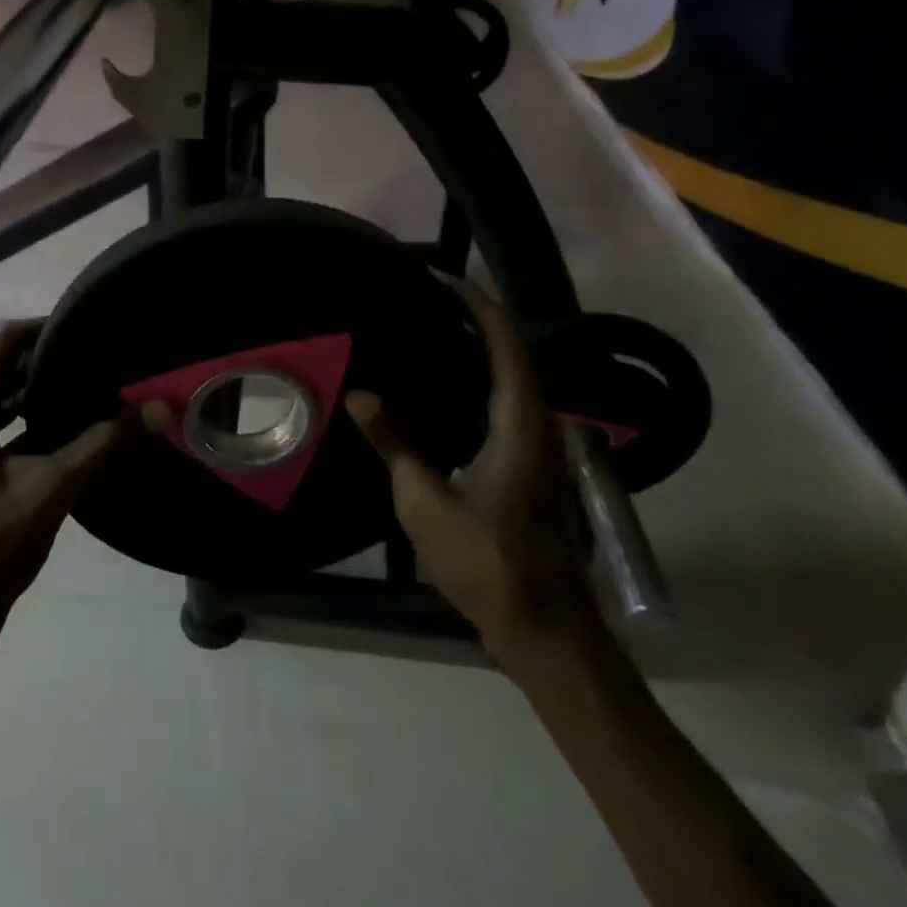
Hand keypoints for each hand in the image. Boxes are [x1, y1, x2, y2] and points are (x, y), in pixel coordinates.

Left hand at [0, 323, 135, 650]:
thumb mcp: (52, 486)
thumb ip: (105, 443)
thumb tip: (160, 407)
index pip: (4, 343)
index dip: (43, 327)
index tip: (89, 323)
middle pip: (8, 368)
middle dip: (52, 358)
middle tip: (102, 353)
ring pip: (12, 401)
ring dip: (48, 391)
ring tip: (99, 385)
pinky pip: (14, 431)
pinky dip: (44, 423)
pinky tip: (83, 432)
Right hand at [346, 283, 600, 672]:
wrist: (545, 629)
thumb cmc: (487, 564)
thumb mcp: (425, 503)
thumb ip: (395, 443)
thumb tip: (361, 394)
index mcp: (521, 424)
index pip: (504, 341)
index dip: (472, 302)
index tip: (434, 276)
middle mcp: (540, 425)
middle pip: (512, 352)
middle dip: (471, 318)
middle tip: (419, 300)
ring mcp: (541, 447)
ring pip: (512, 378)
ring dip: (475, 349)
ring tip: (424, 333)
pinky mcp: (533, 465)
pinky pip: (506, 404)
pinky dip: (476, 381)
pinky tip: (440, 392)